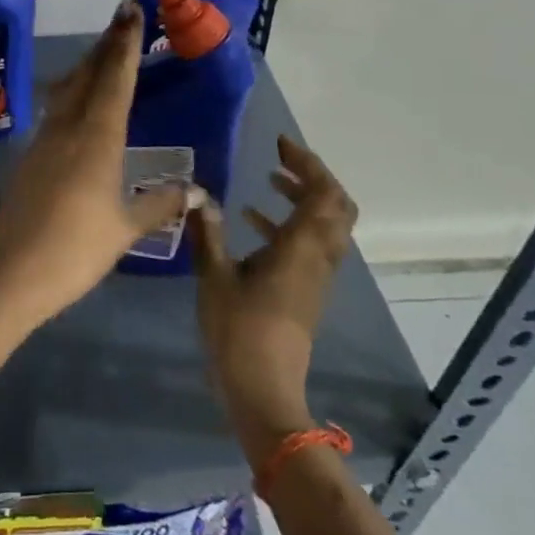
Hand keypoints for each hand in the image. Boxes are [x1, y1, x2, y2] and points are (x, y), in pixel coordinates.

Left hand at [0, 1, 196, 328]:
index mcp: (97, 138)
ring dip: (86, 66)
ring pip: (68, 90)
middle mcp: (68, 129)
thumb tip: (197, 190)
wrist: (13, 273)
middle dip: (105, 44)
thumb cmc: (76, 249)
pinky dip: (71, 93)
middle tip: (121, 17)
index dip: (125, 44)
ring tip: (102, 51)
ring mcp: (44, 141)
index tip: (131, 11)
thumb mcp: (125, 228)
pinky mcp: (30, 157)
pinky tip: (76, 102)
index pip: (114, 79)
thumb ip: (160, 204)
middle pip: (87, 75)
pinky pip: (55, 111)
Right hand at [191, 136, 356, 461]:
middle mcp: (317, 258)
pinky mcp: (304, 291)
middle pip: (336, 207)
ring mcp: (315, 277)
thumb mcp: (214, 276)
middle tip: (280, 160)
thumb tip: (198, 195)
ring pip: (325, 226)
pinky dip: (291, 223)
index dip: (308, 163)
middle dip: (313, 177)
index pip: (324, 194)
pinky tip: (253, 221)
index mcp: (301, 248)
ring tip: (269, 181)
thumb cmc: (239, 330)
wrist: (262, 389)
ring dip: (303, 199)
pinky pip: (309, 245)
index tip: (279, 145)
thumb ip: (208, 232)